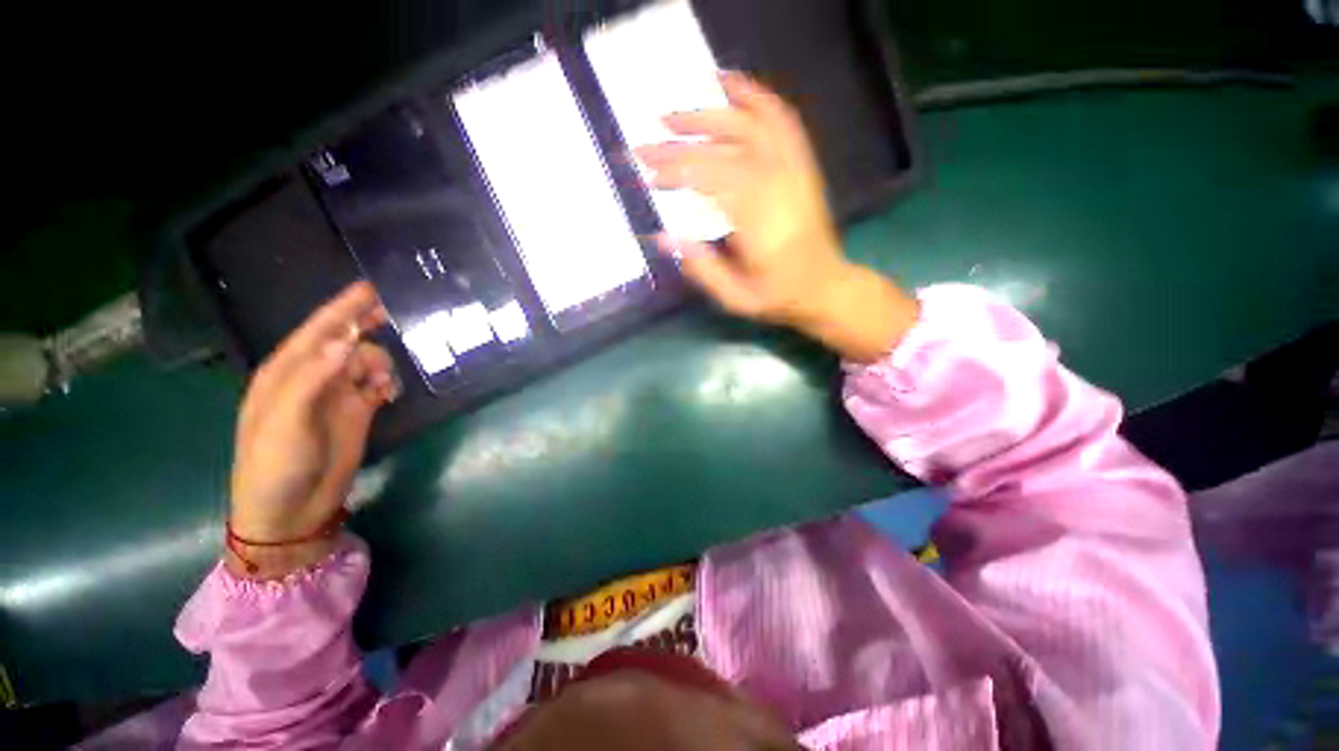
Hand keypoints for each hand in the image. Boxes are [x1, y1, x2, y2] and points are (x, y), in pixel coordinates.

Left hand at [228, 282, 397, 577]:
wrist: (291, 510)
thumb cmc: (274, 464)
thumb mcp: (285, 420)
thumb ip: (313, 377)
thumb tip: (347, 339)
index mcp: (286, 372)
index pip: (318, 330)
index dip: (342, 307)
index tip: (370, 287)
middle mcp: (314, 376)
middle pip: (346, 339)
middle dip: (367, 324)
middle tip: (397, 312)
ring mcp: (338, 394)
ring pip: (368, 361)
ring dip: (380, 365)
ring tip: (380, 386)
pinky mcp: (359, 411)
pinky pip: (380, 383)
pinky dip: (388, 383)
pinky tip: (387, 394)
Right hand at [635, 72, 917, 361]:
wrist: (826, 287)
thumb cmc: (779, 296)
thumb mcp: (737, 298)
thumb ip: (702, 268)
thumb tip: (663, 237)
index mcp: (759, 224)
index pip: (710, 181)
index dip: (675, 173)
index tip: (648, 175)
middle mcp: (777, 188)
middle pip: (722, 151)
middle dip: (678, 145)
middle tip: (645, 145)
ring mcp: (793, 171)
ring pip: (748, 127)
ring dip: (707, 115)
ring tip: (673, 114)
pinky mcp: (801, 165)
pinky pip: (781, 120)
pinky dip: (755, 97)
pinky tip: (731, 84)